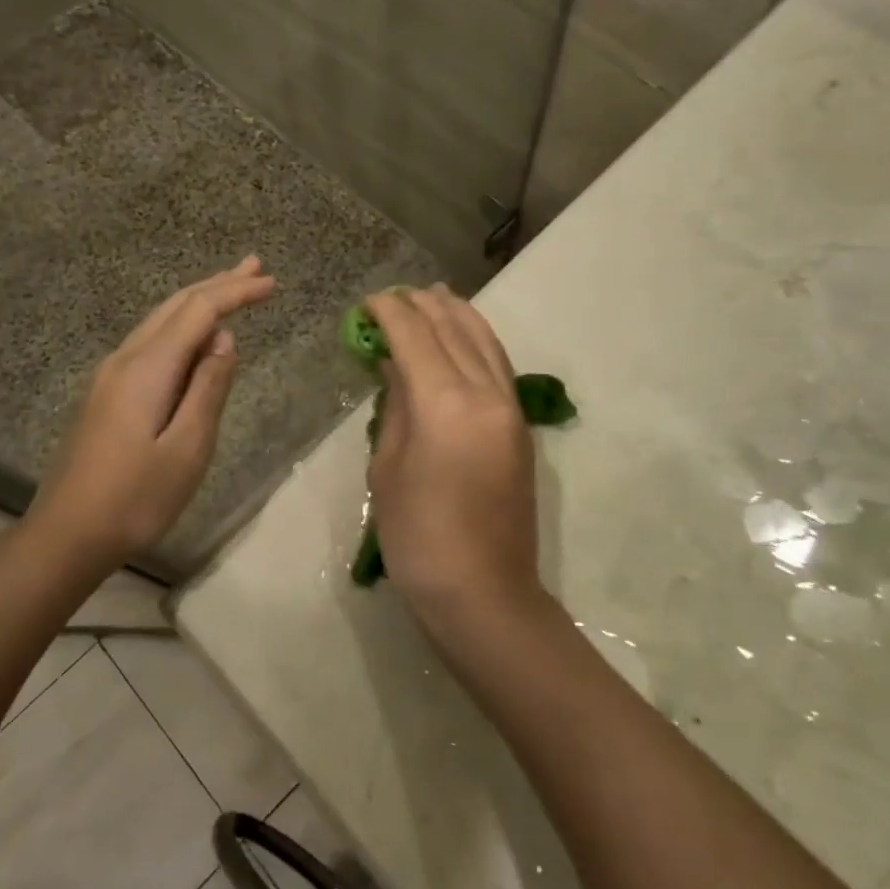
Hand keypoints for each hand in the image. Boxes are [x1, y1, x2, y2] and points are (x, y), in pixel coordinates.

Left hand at [26, 257, 274, 572]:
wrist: (66, 534)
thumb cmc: (135, 498)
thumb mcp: (187, 448)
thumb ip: (208, 388)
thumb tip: (223, 340)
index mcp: (147, 368)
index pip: (199, 312)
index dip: (236, 293)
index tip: (271, 283)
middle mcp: (125, 359)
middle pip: (175, 306)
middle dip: (217, 284)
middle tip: (255, 267)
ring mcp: (110, 375)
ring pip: (160, 321)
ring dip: (198, 301)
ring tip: (231, 287)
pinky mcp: (105, 393)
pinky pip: (150, 342)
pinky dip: (180, 326)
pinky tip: (194, 337)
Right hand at [366, 286, 544, 634]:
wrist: (483, 592)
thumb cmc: (418, 538)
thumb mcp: (387, 468)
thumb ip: (396, 406)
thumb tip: (395, 365)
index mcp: (445, 405)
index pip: (415, 337)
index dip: (390, 312)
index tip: (369, 301)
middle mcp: (485, 395)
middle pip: (453, 330)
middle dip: (423, 306)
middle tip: (396, 295)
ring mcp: (510, 409)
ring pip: (484, 341)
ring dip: (457, 315)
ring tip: (434, 297)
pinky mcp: (520, 426)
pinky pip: (498, 365)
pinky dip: (478, 340)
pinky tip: (463, 335)